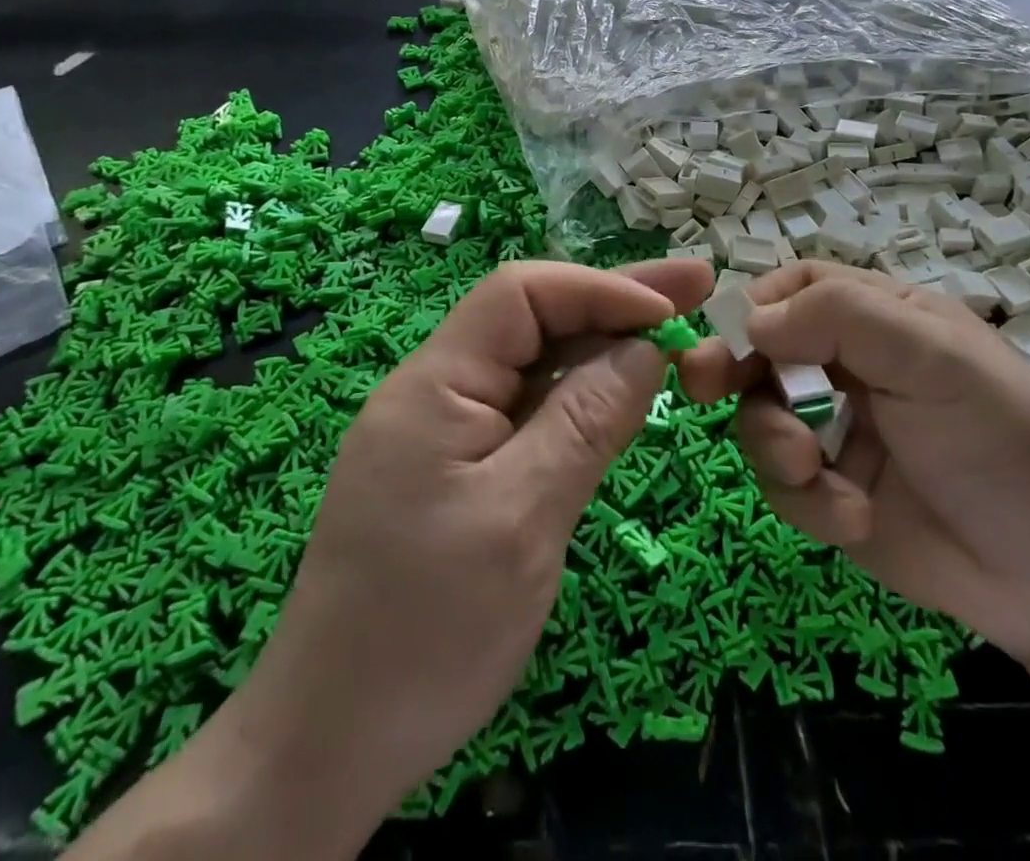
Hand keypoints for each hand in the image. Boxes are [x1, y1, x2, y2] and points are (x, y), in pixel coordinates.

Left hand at [234, 257, 714, 816]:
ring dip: (603, 344)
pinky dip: (580, 393)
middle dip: (614, 301)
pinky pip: (529, 406)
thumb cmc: (428, 630)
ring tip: (676, 333)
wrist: (331, 743)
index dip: (600, 288)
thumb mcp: (523, 519)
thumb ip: (587, 421)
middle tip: (697, 286)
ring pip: (535, 361)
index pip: (522, 294)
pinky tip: (622, 391)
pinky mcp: (460, 466)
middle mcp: (438, 389)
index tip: (670, 310)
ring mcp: (448, 428)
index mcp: (436, 384)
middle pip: (533, 318)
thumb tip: (647, 348)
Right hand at [679, 262, 1029, 661]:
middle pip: (762, 351)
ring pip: (761, 418)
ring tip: (810, 470)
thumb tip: (752, 321)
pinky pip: (783, 484)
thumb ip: (840, 319)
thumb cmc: (1003, 437)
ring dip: (773, 442)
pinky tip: (852, 517)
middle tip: (701, 386)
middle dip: (732, 369)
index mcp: (878, 318)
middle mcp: (849, 367)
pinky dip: (807, 500)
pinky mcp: (831, 494)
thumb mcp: (933, 356)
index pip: (797, 288)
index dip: (757, 304)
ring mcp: (837, 432)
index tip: (732, 334)